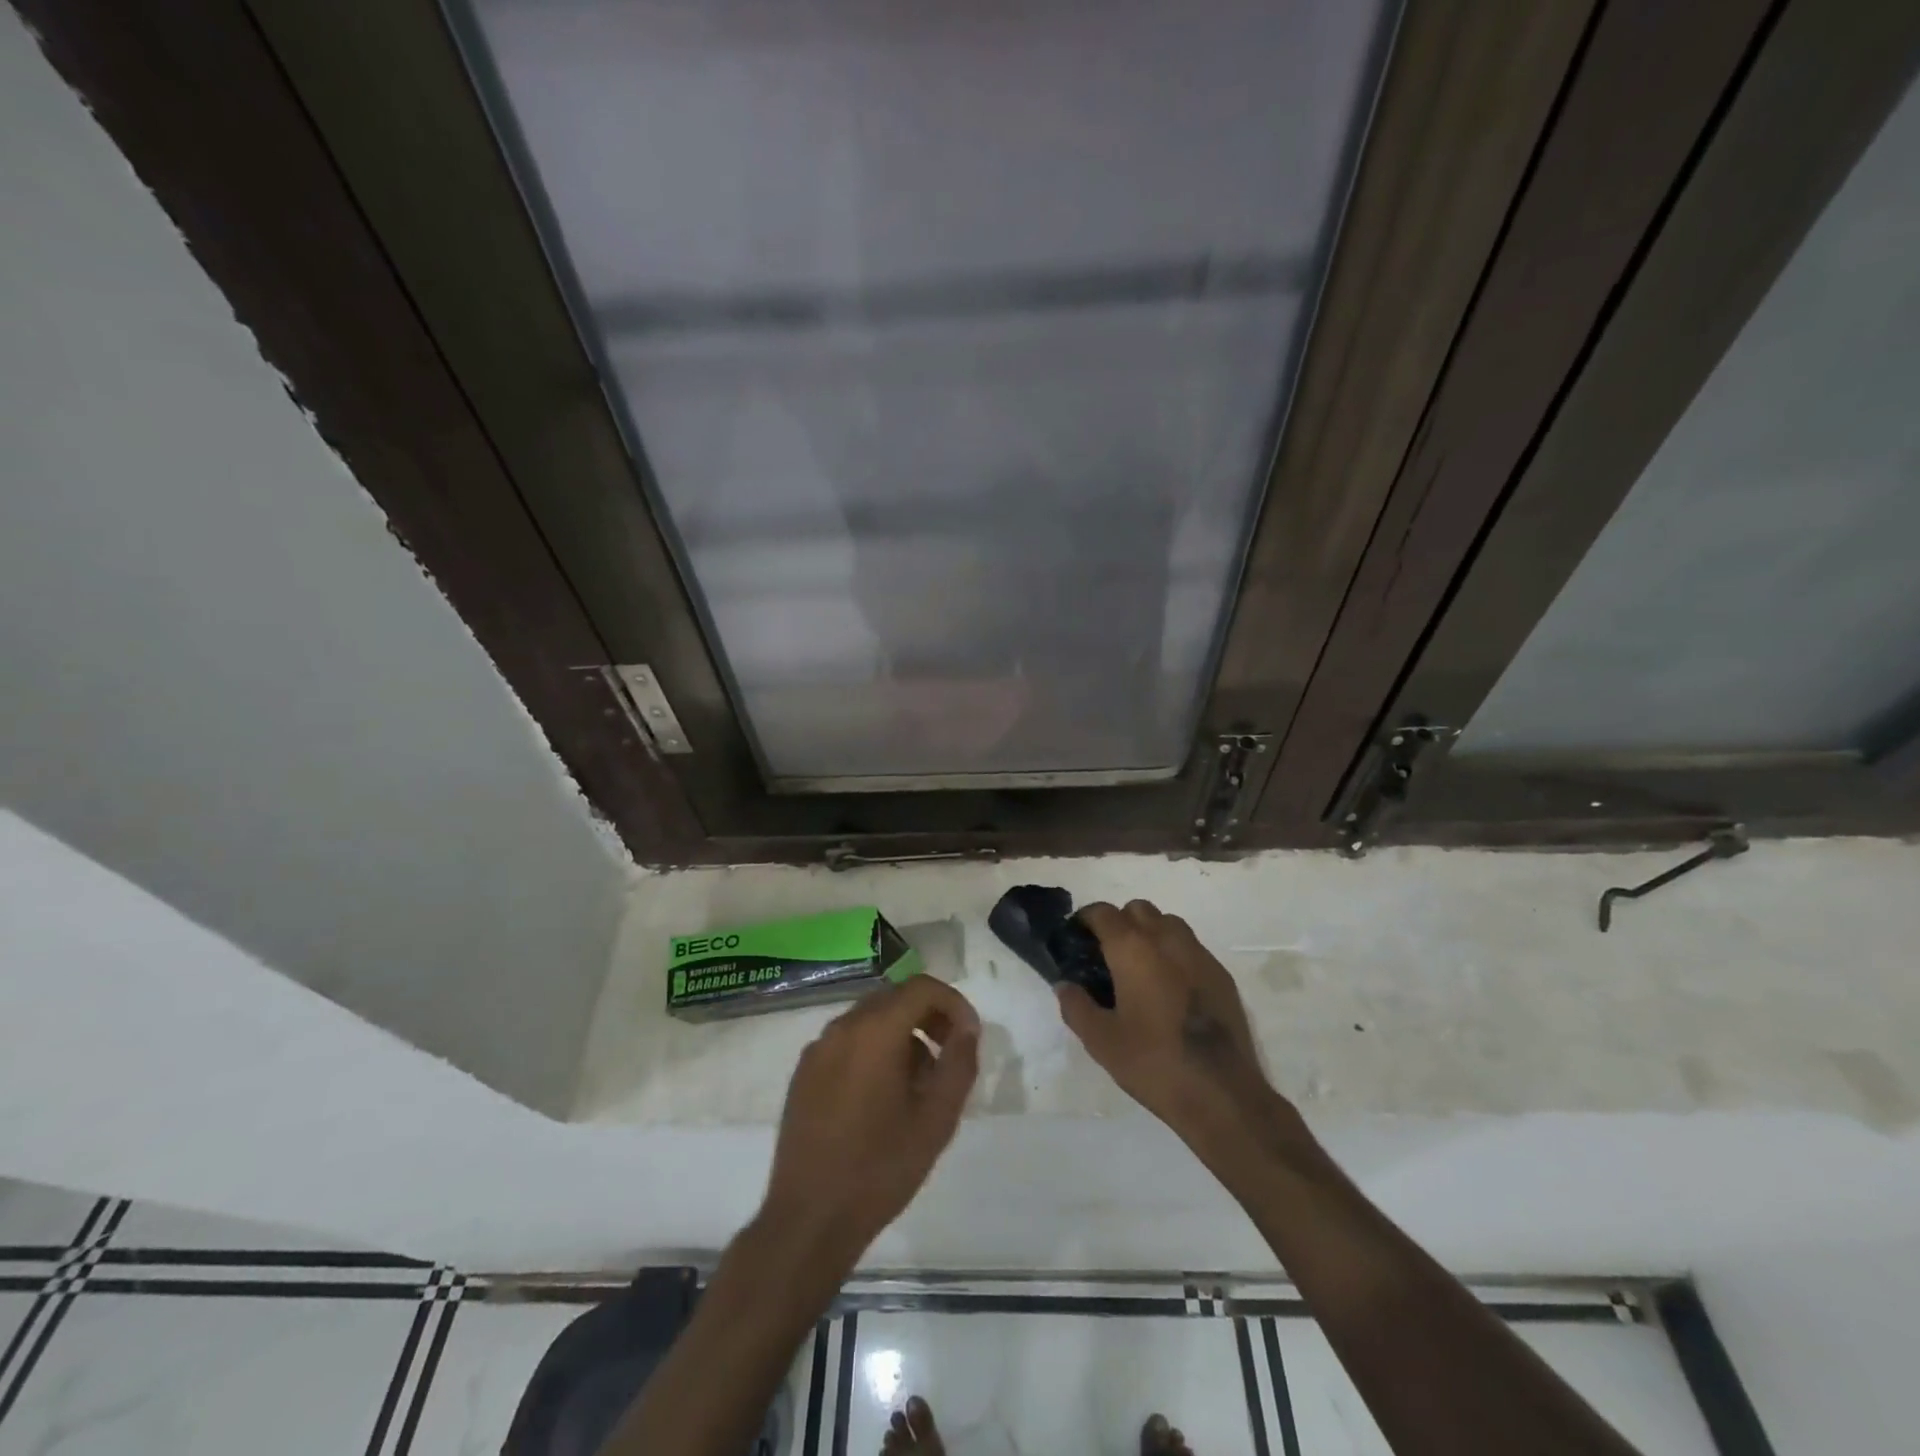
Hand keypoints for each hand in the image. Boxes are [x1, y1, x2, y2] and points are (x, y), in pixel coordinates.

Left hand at [761, 977, 979, 1265]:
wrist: (809, 1220)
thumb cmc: (880, 1168)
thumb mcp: (936, 1119)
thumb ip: (959, 1064)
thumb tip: (967, 1029)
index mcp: (874, 1031)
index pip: (921, 988)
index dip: (953, 1003)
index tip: (970, 1035)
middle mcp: (842, 1027)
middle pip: (894, 998)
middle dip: (929, 1017)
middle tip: (951, 1054)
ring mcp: (818, 1049)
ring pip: (870, 1019)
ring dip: (902, 1034)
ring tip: (920, 1082)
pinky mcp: (804, 1073)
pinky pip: (847, 1042)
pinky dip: (874, 1049)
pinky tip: (883, 1096)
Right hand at [1056, 900, 1272, 1140]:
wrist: (1221, 1093)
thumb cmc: (1153, 1062)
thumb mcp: (1100, 1040)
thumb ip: (1076, 1006)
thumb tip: (1065, 985)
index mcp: (1132, 948)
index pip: (1103, 912)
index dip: (1085, 919)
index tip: (1076, 938)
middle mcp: (1166, 939)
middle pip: (1138, 909)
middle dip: (1120, 922)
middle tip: (1108, 954)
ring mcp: (1199, 954)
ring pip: (1168, 923)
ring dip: (1150, 933)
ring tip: (1140, 967)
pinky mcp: (1221, 975)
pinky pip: (1191, 948)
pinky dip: (1175, 954)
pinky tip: (1171, 988)